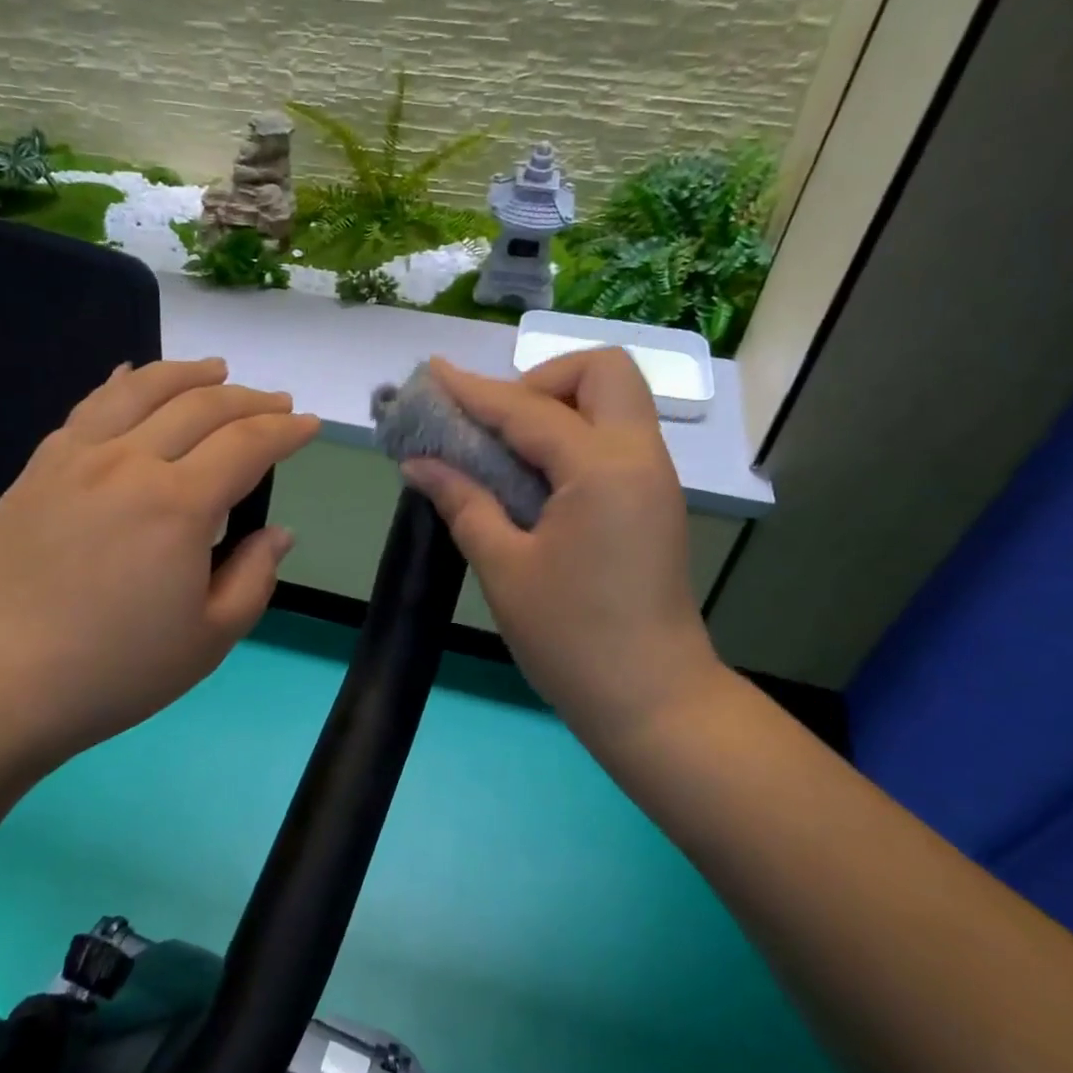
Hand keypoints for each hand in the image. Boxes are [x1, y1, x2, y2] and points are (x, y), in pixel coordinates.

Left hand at [0, 358, 318, 764]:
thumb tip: (277, 533)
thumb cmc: (114, 671)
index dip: (285, 430)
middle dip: (250, 399)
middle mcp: (129, 463)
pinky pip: (88, 407)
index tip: (309, 424)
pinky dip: (121, 383)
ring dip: (188, 374)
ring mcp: (76, 458)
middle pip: (200, 406)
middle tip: (278, 402)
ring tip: (217, 370)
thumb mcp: (209, 639)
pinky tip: (131, 376)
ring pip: (141, 390)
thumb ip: (254, 577)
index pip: (247, 444)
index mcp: (179, 505)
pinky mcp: (38, 468)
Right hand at [402, 351, 725, 754]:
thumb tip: (419, 463)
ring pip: (614, 403)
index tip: (432, 375)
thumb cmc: (572, 638)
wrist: (652, 700)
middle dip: (542, 380)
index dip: (474, 392)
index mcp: (603, 469)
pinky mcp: (652, 502)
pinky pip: (614, 439)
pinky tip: (531, 477)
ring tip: (505, 450)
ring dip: (558, 406)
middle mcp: (639, 458)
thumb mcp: (504, 569)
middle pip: (603, 372)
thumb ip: (463, 502)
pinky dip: (572, 437)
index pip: (529, 409)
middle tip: (496, 425)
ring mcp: (653, 479)